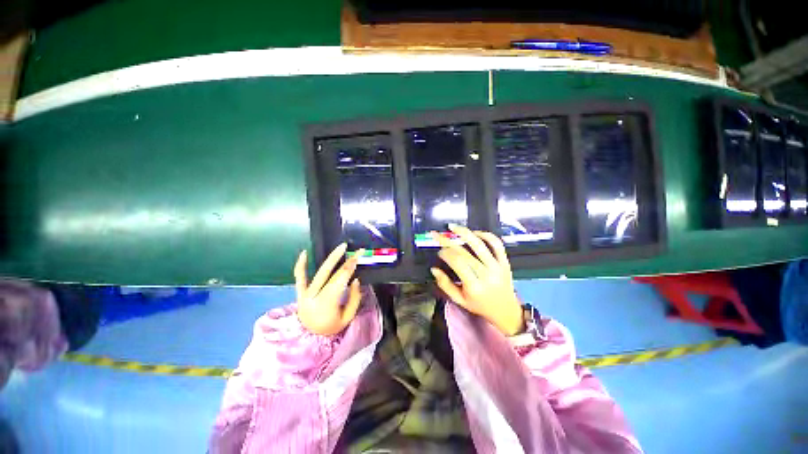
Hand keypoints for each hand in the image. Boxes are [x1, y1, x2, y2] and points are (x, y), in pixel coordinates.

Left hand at [294, 244, 362, 335]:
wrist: (310, 338)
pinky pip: (299, 277)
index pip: (341, 280)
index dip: (350, 267)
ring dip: (331, 258)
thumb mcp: (347, 317)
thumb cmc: (331, 327)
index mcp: (327, 304)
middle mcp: (314, 297)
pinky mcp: (299, 293)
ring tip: (340, 247)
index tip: (358, 256)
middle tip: (354, 250)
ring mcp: (305, 294)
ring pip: (319, 272)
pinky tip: (304, 253)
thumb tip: (356, 280)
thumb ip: (354, 299)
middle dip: (345, 261)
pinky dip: (301, 265)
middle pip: (332, 275)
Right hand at [430, 225, 523, 335]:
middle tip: (437, 234)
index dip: (445, 253)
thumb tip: (433, 269)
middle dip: (447, 241)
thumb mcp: (459, 300)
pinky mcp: (505, 261)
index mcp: (474, 285)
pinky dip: (486, 235)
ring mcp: (497, 266)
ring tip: (452, 227)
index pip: (457, 262)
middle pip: (465, 252)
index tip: (439, 252)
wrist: (506, 311)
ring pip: (480, 244)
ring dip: (465, 232)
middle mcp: (486, 274)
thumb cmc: (480, 306)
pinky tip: (474, 233)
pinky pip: (496, 244)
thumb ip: (445, 285)